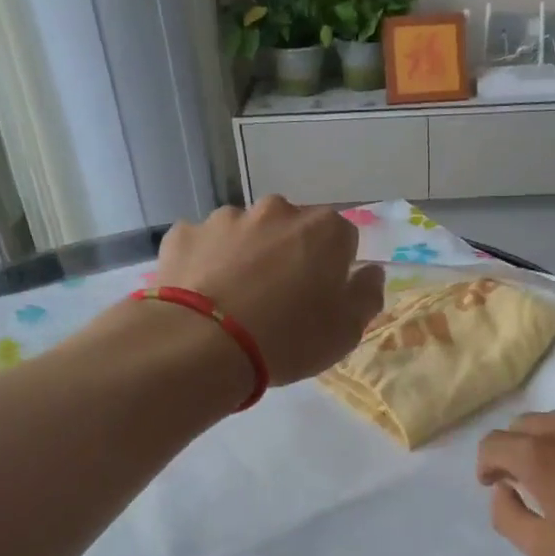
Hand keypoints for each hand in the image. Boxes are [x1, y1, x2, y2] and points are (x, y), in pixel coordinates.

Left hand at [155, 197, 385, 386]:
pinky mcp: (184, 233)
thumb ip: (366, 295)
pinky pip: (204, 246)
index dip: (334, 269)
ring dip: (247, 257)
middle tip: (279, 300)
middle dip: (290, 255)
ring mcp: (226, 218)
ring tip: (236, 302)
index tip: (322, 298)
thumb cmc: (289, 339)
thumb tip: (370, 273)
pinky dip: (207, 264)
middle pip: (292, 230)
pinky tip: (202, 297)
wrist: (203, 344)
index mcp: (324, 230)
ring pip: (246, 234)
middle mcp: (277, 211)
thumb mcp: (346, 331)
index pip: (343, 239)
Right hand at [476, 411, 554, 555]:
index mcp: (538, 454)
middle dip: (515, 449)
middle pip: (523, 424)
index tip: (493, 485)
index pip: (492, 443)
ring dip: (550, 442)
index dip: (485, 465)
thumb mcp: (542, 548)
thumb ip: (507, 515)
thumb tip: (502, 489)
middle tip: (525, 481)